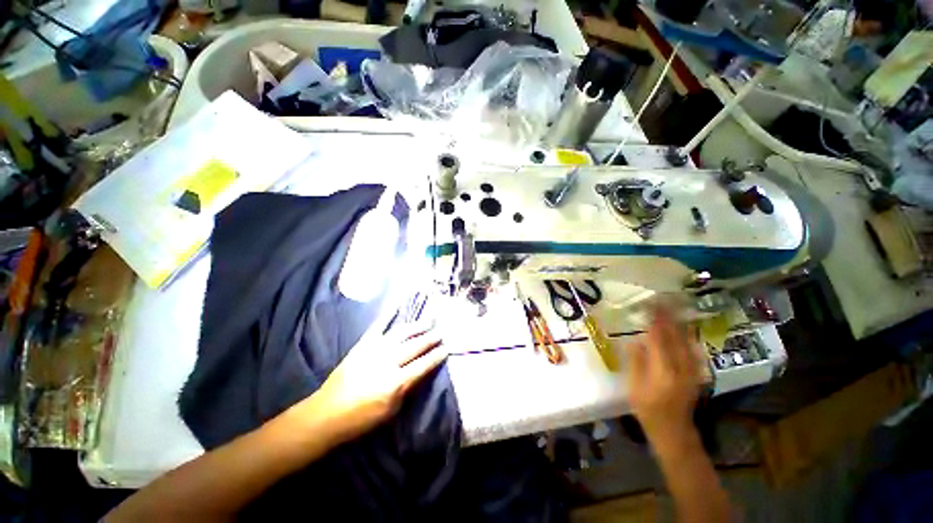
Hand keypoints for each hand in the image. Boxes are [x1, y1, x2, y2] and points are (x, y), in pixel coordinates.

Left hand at [307, 323, 446, 444]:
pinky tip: (397, 307)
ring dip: (417, 326)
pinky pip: (378, 327)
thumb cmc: (361, 418)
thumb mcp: (391, 411)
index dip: (437, 356)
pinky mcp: (362, 345)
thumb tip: (420, 372)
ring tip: (429, 320)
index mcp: (395, 382)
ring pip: (401, 333)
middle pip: (415, 346)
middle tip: (442, 331)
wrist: (327, 413)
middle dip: (431, 338)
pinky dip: (387, 316)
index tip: (447, 347)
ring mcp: (374, 350)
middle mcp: (387, 361)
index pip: (423, 365)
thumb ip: (408, 389)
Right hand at [624, 305, 703, 444]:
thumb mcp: (634, 388)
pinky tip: (683, 326)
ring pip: (687, 340)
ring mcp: (692, 370)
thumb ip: (636, 363)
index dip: (655, 320)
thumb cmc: (648, 410)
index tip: (651, 304)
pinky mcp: (695, 372)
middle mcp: (682, 367)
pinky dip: (686, 333)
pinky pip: (692, 347)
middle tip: (661, 299)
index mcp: (663, 371)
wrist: (674, 430)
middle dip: (669, 316)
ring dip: (679, 322)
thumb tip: (636, 340)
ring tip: (671, 306)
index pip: (659, 338)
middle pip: (676, 335)